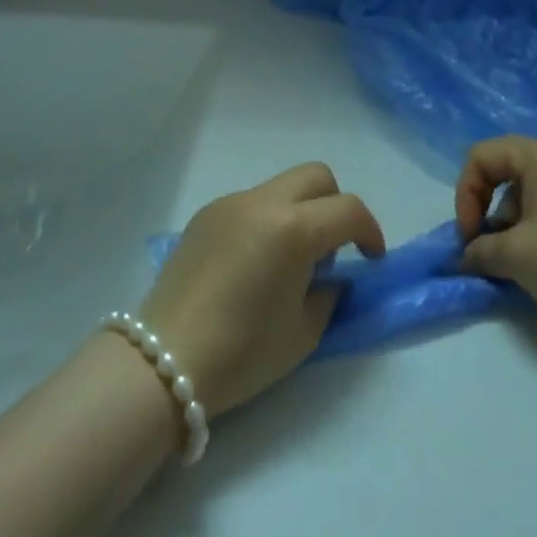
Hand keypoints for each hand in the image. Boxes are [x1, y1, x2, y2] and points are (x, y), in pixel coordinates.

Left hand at [141, 163, 385, 416]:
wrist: (165, 360)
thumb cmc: (242, 353)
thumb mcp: (303, 333)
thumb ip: (327, 294)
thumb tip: (328, 276)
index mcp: (294, 229)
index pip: (348, 210)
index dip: (370, 232)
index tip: (371, 260)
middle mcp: (263, 201)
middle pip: (316, 177)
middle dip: (335, 206)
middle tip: (333, 250)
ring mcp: (230, 202)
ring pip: (281, 187)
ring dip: (299, 212)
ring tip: (288, 262)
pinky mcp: (206, 213)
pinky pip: (250, 203)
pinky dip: (266, 220)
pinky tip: (252, 264)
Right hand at [455, 136, 536, 336]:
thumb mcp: (515, 255)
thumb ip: (480, 250)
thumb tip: (466, 256)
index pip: (480, 157)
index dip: (465, 195)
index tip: (470, 236)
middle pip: (501, 171)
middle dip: (485, 209)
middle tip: (485, 246)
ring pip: (522, 192)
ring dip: (507, 225)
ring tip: (514, 262)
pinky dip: (530, 231)